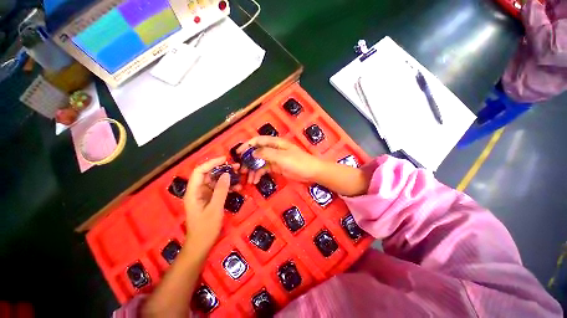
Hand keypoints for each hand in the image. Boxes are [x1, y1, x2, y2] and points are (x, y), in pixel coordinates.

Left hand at [184, 157, 235, 250]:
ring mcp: (204, 195)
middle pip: (208, 174)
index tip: (225, 159)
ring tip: (239, 175)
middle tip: (236, 167)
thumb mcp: (215, 208)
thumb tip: (226, 174)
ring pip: (215, 181)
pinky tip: (238, 187)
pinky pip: (219, 189)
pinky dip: (228, 187)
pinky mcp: (210, 199)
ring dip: (227, 178)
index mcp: (193, 192)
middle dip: (222, 169)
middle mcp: (198, 191)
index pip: (200, 171)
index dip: (211, 163)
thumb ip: (220, 190)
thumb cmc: (206, 228)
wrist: (201, 244)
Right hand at [237, 136, 324, 183]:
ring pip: (259, 162)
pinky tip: (255, 181)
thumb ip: (266, 153)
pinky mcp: (276, 167)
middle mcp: (273, 149)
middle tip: (241, 170)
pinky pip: (264, 169)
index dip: (247, 145)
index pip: (258, 140)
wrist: (311, 172)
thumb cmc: (298, 162)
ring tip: (248, 179)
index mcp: (275, 143)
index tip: (238, 153)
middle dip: (248, 160)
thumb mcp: (282, 157)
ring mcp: (274, 159)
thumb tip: (252, 153)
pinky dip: (259, 174)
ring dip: (253, 170)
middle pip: (257, 152)